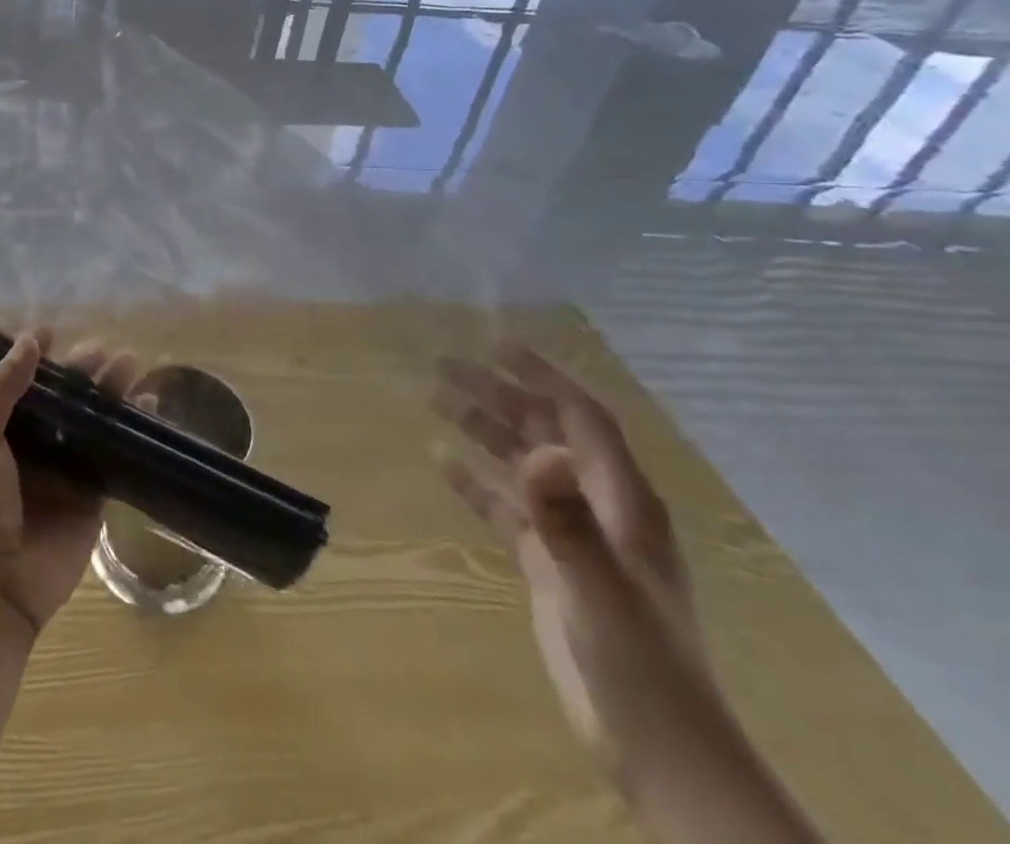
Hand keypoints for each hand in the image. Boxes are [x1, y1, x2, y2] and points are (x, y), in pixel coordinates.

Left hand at [0, 331, 135, 638]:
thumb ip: (2, 390)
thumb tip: (32, 339)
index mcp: (1, 429)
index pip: (24, 382)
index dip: (41, 357)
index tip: (57, 332)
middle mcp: (35, 443)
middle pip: (64, 397)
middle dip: (84, 371)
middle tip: (107, 351)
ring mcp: (66, 468)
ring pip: (93, 419)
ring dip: (111, 392)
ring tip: (132, 366)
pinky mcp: (94, 494)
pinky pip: (114, 454)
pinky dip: (130, 430)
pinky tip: (147, 407)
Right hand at [434, 347, 722, 779]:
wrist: (656, 747)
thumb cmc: (639, 662)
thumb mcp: (599, 589)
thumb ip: (567, 520)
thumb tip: (541, 451)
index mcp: (621, 500)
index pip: (583, 418)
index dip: (545, 377)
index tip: (498, 343)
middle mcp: (596, 505)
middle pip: (544, 432)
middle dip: (498, 395)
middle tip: (443, 366)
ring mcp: (571, 534)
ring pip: (520, 463)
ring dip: (482, 429)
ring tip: (434, 399)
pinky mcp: (548, 563)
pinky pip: (505, 506)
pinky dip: (476, 480)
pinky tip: (443, 462)